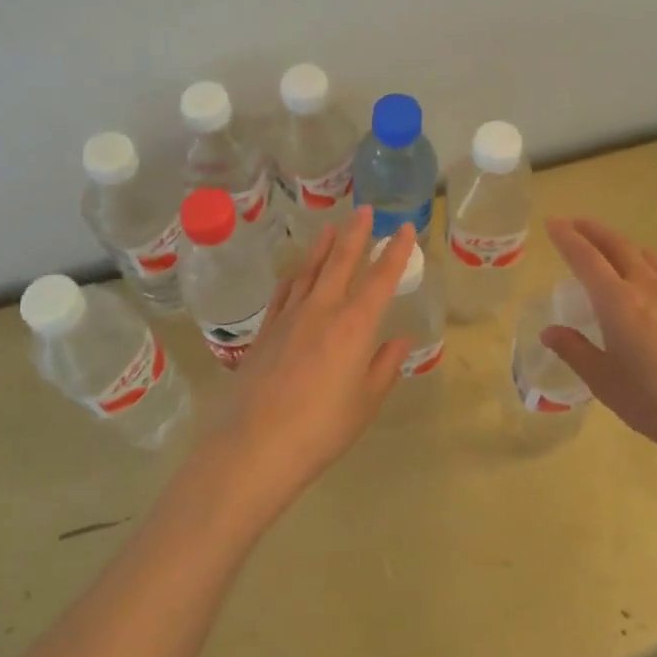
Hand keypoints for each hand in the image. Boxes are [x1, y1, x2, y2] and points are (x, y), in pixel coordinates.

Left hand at [210, 209, 413, 510]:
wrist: (253, 446)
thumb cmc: (320, 430)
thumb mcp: (365, 403)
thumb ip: (383, 367)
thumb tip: (400, 339)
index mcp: (353, 326)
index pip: (380, 279)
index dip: (395, 252)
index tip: (403, 229)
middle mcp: (322, 310)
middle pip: (341, 262)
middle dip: (356, 234)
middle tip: (365, 210)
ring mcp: (289, 318)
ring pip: (309, 270)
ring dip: (322, 246)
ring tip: (330, 227)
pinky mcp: (265, 331)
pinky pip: (284, 292)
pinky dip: (295, 275)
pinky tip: (296, 271)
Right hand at [541, 217, 656, 467]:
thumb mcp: (605, 383)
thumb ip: (575, 351)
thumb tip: (550, 332)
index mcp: (617, 301)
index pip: (585, 258)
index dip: (566, 238)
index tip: (552, 222)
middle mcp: (646, 287)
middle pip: (616, 245)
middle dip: (592, 230)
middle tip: (573, 223)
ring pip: (644, 254)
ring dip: (620, 243)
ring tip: (608, 248)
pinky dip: (643, 264)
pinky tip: (644, 285)